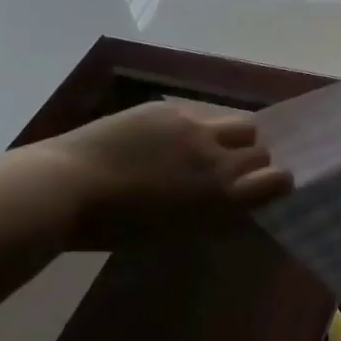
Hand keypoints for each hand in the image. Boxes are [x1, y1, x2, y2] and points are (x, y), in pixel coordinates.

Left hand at [39, 100, 293, 247]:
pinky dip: (196, 127)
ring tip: (208, 147)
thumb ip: (210, 213)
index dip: (278, 182)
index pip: (275, 179)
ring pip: (238, 123)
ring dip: (233, 137)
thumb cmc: (112, 227)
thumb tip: (232, 204)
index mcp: (218, 194)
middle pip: (260, 148)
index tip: (272, 185)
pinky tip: (169, 139)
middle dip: (253, 159)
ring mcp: (194, 126)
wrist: (63, 187)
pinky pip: (200, 113)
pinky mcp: (169, 108)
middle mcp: (216, 156)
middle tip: (232, 169)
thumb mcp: (171, 231)